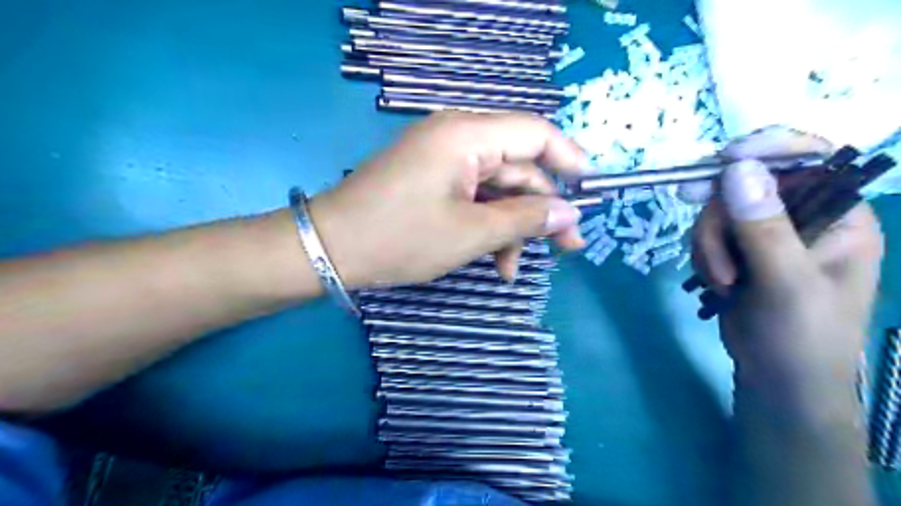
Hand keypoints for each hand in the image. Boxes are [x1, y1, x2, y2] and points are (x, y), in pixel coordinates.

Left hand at [307, 112, 587, 290]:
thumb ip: (525, 219)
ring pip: (496, 188)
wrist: (330, 249)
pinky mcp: (432, 179)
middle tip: (565, 250)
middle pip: (517, 166)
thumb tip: (569, 215)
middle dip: (540, 210)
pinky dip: (486, 226)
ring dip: (510, 227)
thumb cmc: (401, 238)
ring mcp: (442, 159)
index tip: (589, 194)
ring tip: (511, 269)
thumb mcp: (471, 233)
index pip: (535, 133)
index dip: (569, 161)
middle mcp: (456, 136)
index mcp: (466, 134)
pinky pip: (473, 196)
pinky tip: (492, 261)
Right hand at [692, 126, 885, 414]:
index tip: (723, 160)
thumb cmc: (802, 336)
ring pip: (717, 212)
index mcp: (838, 215)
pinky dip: (703, 257)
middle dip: (720, 220)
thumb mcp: (787, 283)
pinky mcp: (737, 250)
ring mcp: (765, 234)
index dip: (767, 149)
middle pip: (745, 185)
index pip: (809, 158)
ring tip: (723, 282)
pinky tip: (717, 283)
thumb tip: (738, 168)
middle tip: (714, 252)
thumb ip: (764, 227)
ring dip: (708, 246)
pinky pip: (706, 233)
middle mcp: (801, 217)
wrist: (777, 378)